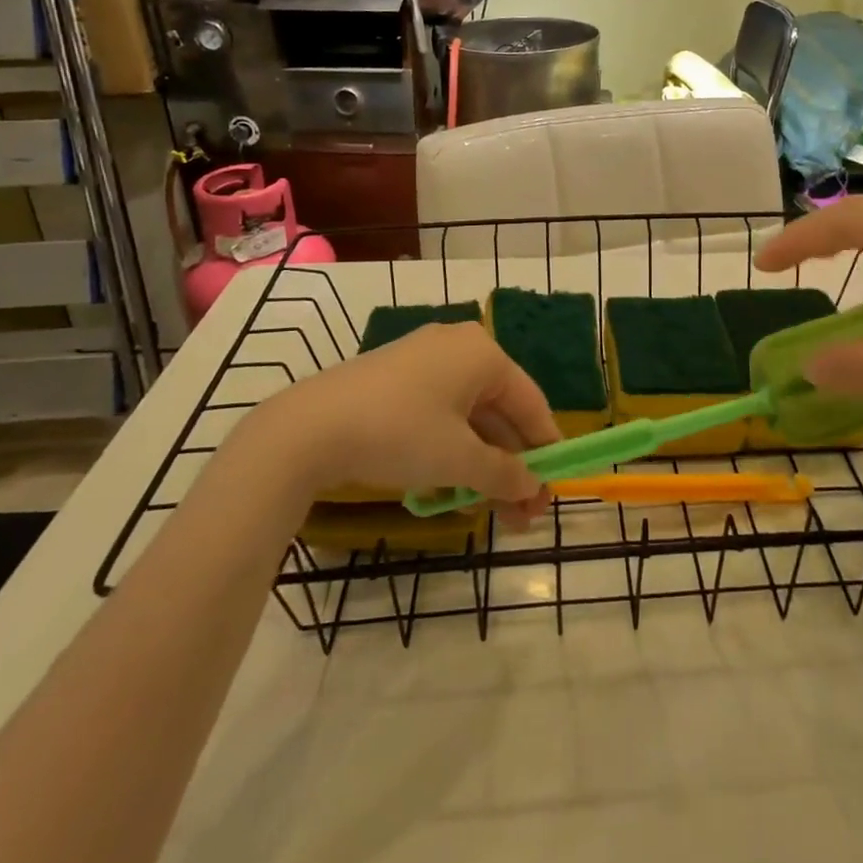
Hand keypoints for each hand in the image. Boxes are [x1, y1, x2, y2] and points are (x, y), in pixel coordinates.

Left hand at [239, 323, 561, 528]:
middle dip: (512, 466)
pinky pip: (440, 415)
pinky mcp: (395, 379)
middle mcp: (458, 348)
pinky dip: (452, 451)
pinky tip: (452, 492)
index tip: (554, 490)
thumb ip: (504, 474)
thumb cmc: (400, 433)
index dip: (546, 449)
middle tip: (522, 514)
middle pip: (500, 412)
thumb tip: (535, 487)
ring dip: (483, 466)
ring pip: (469, 417)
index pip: (531, 403)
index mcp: (483, 354)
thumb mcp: (459, 460)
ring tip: (489, 513)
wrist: (308, 428)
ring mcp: (424, 361)